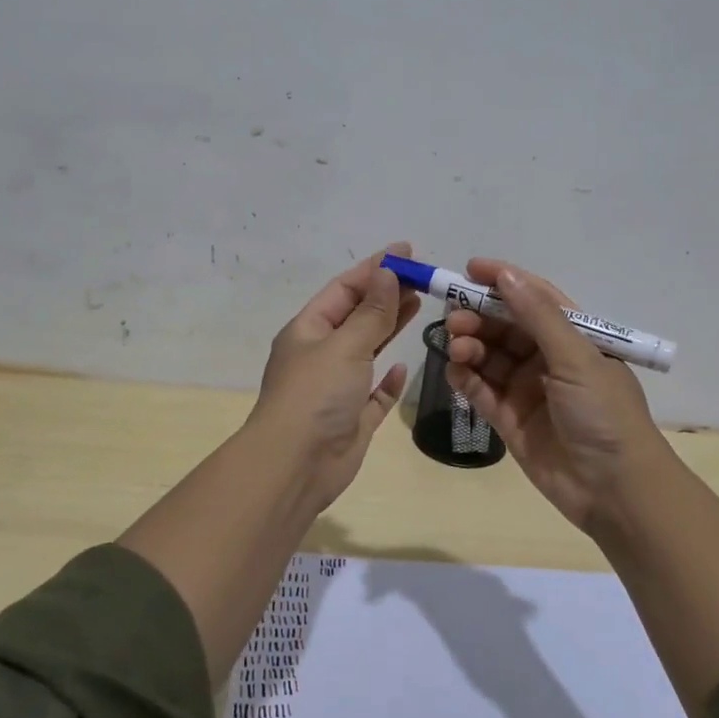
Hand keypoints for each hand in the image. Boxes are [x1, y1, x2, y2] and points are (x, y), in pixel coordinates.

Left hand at [248, 242, 422, 510]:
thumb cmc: (316, 395)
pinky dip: (388, 379)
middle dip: (387, 295)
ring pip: (367, 350)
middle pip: (357, 316)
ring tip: (419, 305)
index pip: (344, 288)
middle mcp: (320, 355)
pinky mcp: (352, 418)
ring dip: (390, 328)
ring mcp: (336, 388)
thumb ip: (371, 312)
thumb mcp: (345, 345)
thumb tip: (387, 273)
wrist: (295, 466)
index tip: (407, 251)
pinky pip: (374, 392)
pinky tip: (404, 366)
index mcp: (309, 330)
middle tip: (423, 278)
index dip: (375, 268)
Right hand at [444, 258, 675, 531]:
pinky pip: (481, 390)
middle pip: (505, 326)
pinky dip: (465, 378)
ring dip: (470, 346)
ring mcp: (527, 389)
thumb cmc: (603, 414)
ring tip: (456, 347)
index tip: (469, 269)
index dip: (503, 281)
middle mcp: (548, 359)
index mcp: (574, 337)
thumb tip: (506, 275)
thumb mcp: (576, 358)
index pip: (534, 298)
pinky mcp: (509, 419)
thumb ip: (538, 316)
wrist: (614, 490)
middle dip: (478, 317)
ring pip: (489, 356)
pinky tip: (454, 371)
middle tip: (453, 319)